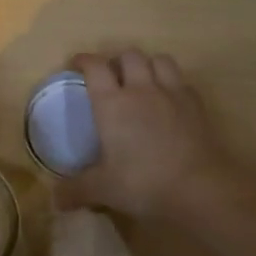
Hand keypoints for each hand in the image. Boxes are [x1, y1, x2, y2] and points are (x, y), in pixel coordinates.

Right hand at [56, 50, 255, 220]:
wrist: (200, 188)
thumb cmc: (144, 183)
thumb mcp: (103, 189)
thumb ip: (77, 190)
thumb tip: (55, 200)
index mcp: (113, 103)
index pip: (95, 67)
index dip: (84, 60)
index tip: (77, 64)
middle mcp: (141, 89)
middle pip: (130, 55)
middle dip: (118, 60)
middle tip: (111, 77)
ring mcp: (172, 93)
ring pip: (159, 60)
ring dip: (147, 64)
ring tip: (141, 81)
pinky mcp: (196, 105)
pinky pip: (181, 80)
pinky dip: (171, 82)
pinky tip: (168, 100)